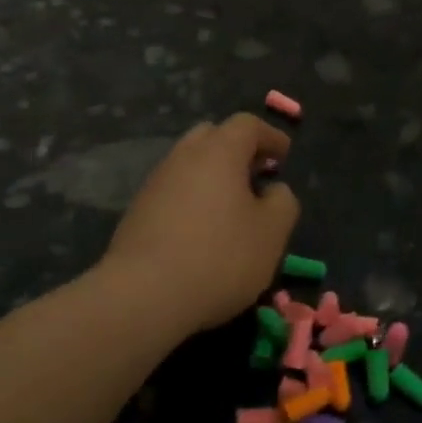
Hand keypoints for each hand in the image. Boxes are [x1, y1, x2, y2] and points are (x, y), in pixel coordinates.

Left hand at [97, 114, 299, 333]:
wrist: (142, 297)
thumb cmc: (220, 257)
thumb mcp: (272, 232)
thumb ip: (283, 202)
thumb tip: (273, 190)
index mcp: (219, 152)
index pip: (247, 125)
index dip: (270, 136)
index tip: (284, 155)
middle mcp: (183, 158)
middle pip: (212, 137)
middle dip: (237, 150)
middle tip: (256, 174)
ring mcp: (155, 184)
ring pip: (189, 165)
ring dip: (213, 176)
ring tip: (233, 206)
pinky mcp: (137, 213)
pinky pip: (173, 192)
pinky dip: (194, 198)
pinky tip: (204, 230)